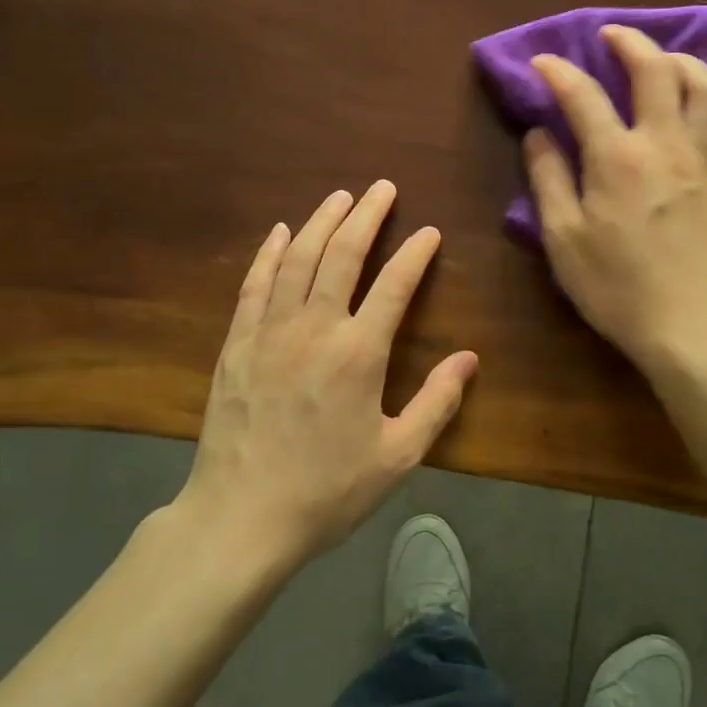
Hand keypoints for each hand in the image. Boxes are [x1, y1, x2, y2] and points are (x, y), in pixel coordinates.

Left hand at [178, 181, 477, 565]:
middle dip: (367, 215)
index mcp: (359, 353)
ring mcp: (270, 331)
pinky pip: (255, 284)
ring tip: (340, 196)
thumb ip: (437, 403)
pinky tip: (280, 233)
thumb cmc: (326, 491)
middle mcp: (315, 328)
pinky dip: (269, 253)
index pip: (395, 285)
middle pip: (343, 254)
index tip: (430, 232)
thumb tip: (469, 358)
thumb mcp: (397, 456)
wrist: (240, 518)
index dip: (416, 254)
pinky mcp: (237, 343)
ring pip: (298, 258)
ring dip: (321, 221)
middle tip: (383, 188)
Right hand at [524, 24, 706, 368]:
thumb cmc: (615, 286)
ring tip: (664, 61)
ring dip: (685, 63)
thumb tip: (539, 133)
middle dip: (631, 42)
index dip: (558, 72)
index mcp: (617, 157)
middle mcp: (665, 144)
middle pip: (657, 70)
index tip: (542, 62)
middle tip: (611, 36)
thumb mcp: (562, 237)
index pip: (583, 95)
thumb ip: (548, 178)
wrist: (688, 326)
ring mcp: (704, 161)